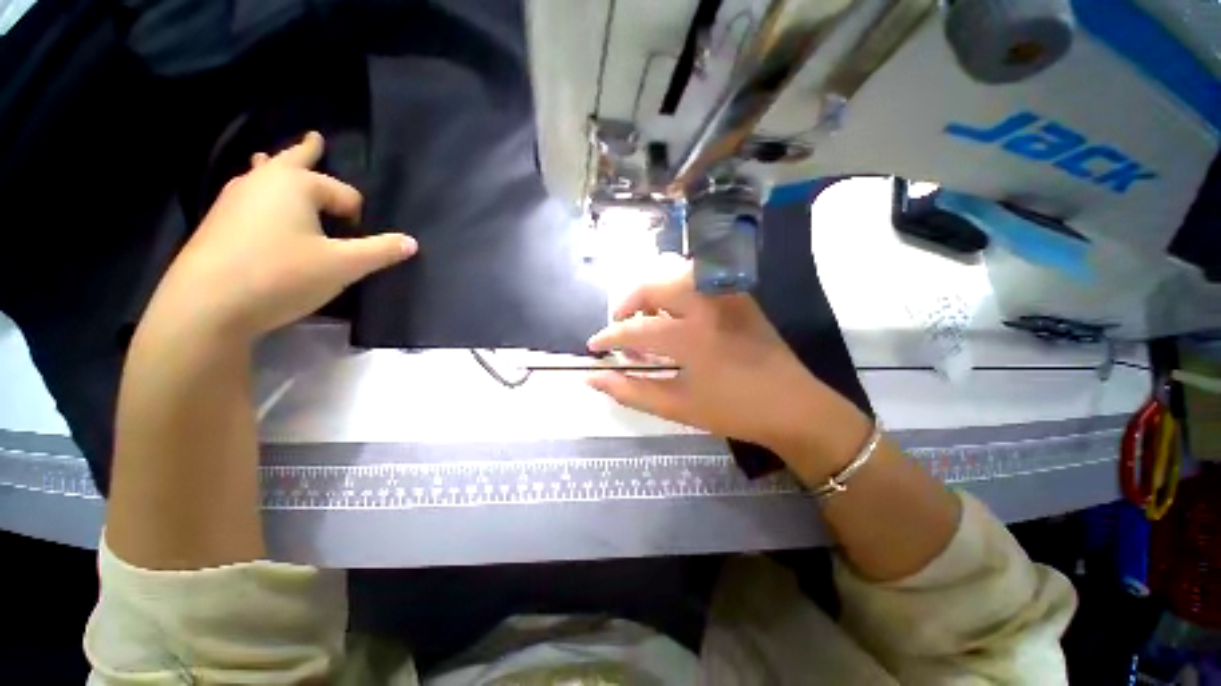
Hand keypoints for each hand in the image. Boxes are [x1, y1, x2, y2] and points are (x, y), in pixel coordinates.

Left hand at [141, 131, 415, 342]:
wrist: (207, 304)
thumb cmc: (282, 275)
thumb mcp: (343, 266)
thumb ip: (380, 251)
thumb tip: (411, 242)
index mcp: (296, 185)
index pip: (345, 194)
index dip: (357, 218)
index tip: (354, 243)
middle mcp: (263, 181)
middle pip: (293, 161)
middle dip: (307, 151)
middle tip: (315, 137)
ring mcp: (234, 199)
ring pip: (264, 177)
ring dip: (275, 168)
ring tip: (271, 158)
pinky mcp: (218, 222)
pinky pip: (249, 198)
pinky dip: (261, 195)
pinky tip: (258, 207)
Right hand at [587, 255, 865, 457]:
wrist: (793, 405)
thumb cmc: (732, 411)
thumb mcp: (675, 406)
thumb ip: (629, 390)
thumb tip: (591, 377)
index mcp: (691, 337)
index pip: (635, 329)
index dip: (609, 337)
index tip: (594, 346)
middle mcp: (707, 305)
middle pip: (652, 284)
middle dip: (627, 303)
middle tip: (621, 326)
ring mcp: (726, 294)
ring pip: (674, 272)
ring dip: (651, 291)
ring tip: (646, 317)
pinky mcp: (738, 294)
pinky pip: (697, 277)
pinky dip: (675, 288)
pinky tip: (675, 312)